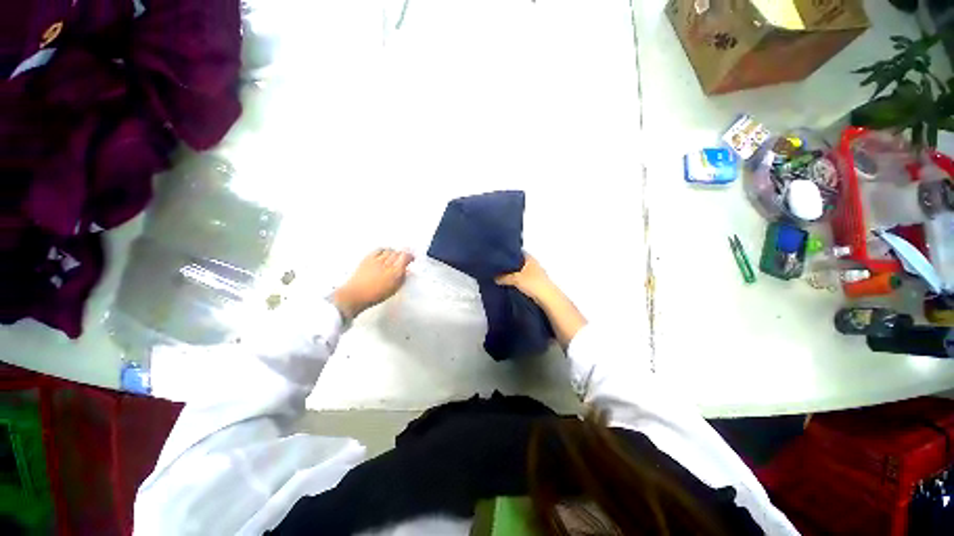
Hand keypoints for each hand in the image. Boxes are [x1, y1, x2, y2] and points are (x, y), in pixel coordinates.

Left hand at [333, 249, 413, 319]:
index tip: (411, 258)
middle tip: (404, 257)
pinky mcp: (367, 258)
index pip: (406, 257)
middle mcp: (387, 264)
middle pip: (398, 253)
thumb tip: (406, 271)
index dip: (410, 256)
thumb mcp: (394, 288)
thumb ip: (402, 278)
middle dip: (402, 254)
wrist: (355, 295)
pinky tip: (384, 253)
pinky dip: (383, 250)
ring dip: (394, 252)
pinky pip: (378, 250)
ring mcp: (377, 260)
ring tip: (395, 256)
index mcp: (396, 272)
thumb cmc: (374, 295)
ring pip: (389, 250)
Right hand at [496, 253, 586, 347]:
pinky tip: (509, 284)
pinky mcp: (535, 283)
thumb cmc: (533, 283)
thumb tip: (494, 277)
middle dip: (509, 264)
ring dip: (513, 273)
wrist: (548, 298)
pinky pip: (522, 278)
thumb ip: (504, 277)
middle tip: (496, 267)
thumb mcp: (515, 279)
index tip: (498, 256)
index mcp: (530, 258)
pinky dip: (516, 280)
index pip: (517, 252)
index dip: (508, 253)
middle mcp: (533, 264)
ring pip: (520, 271)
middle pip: (518, 262)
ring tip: (500, 275)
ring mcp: (535, 273)